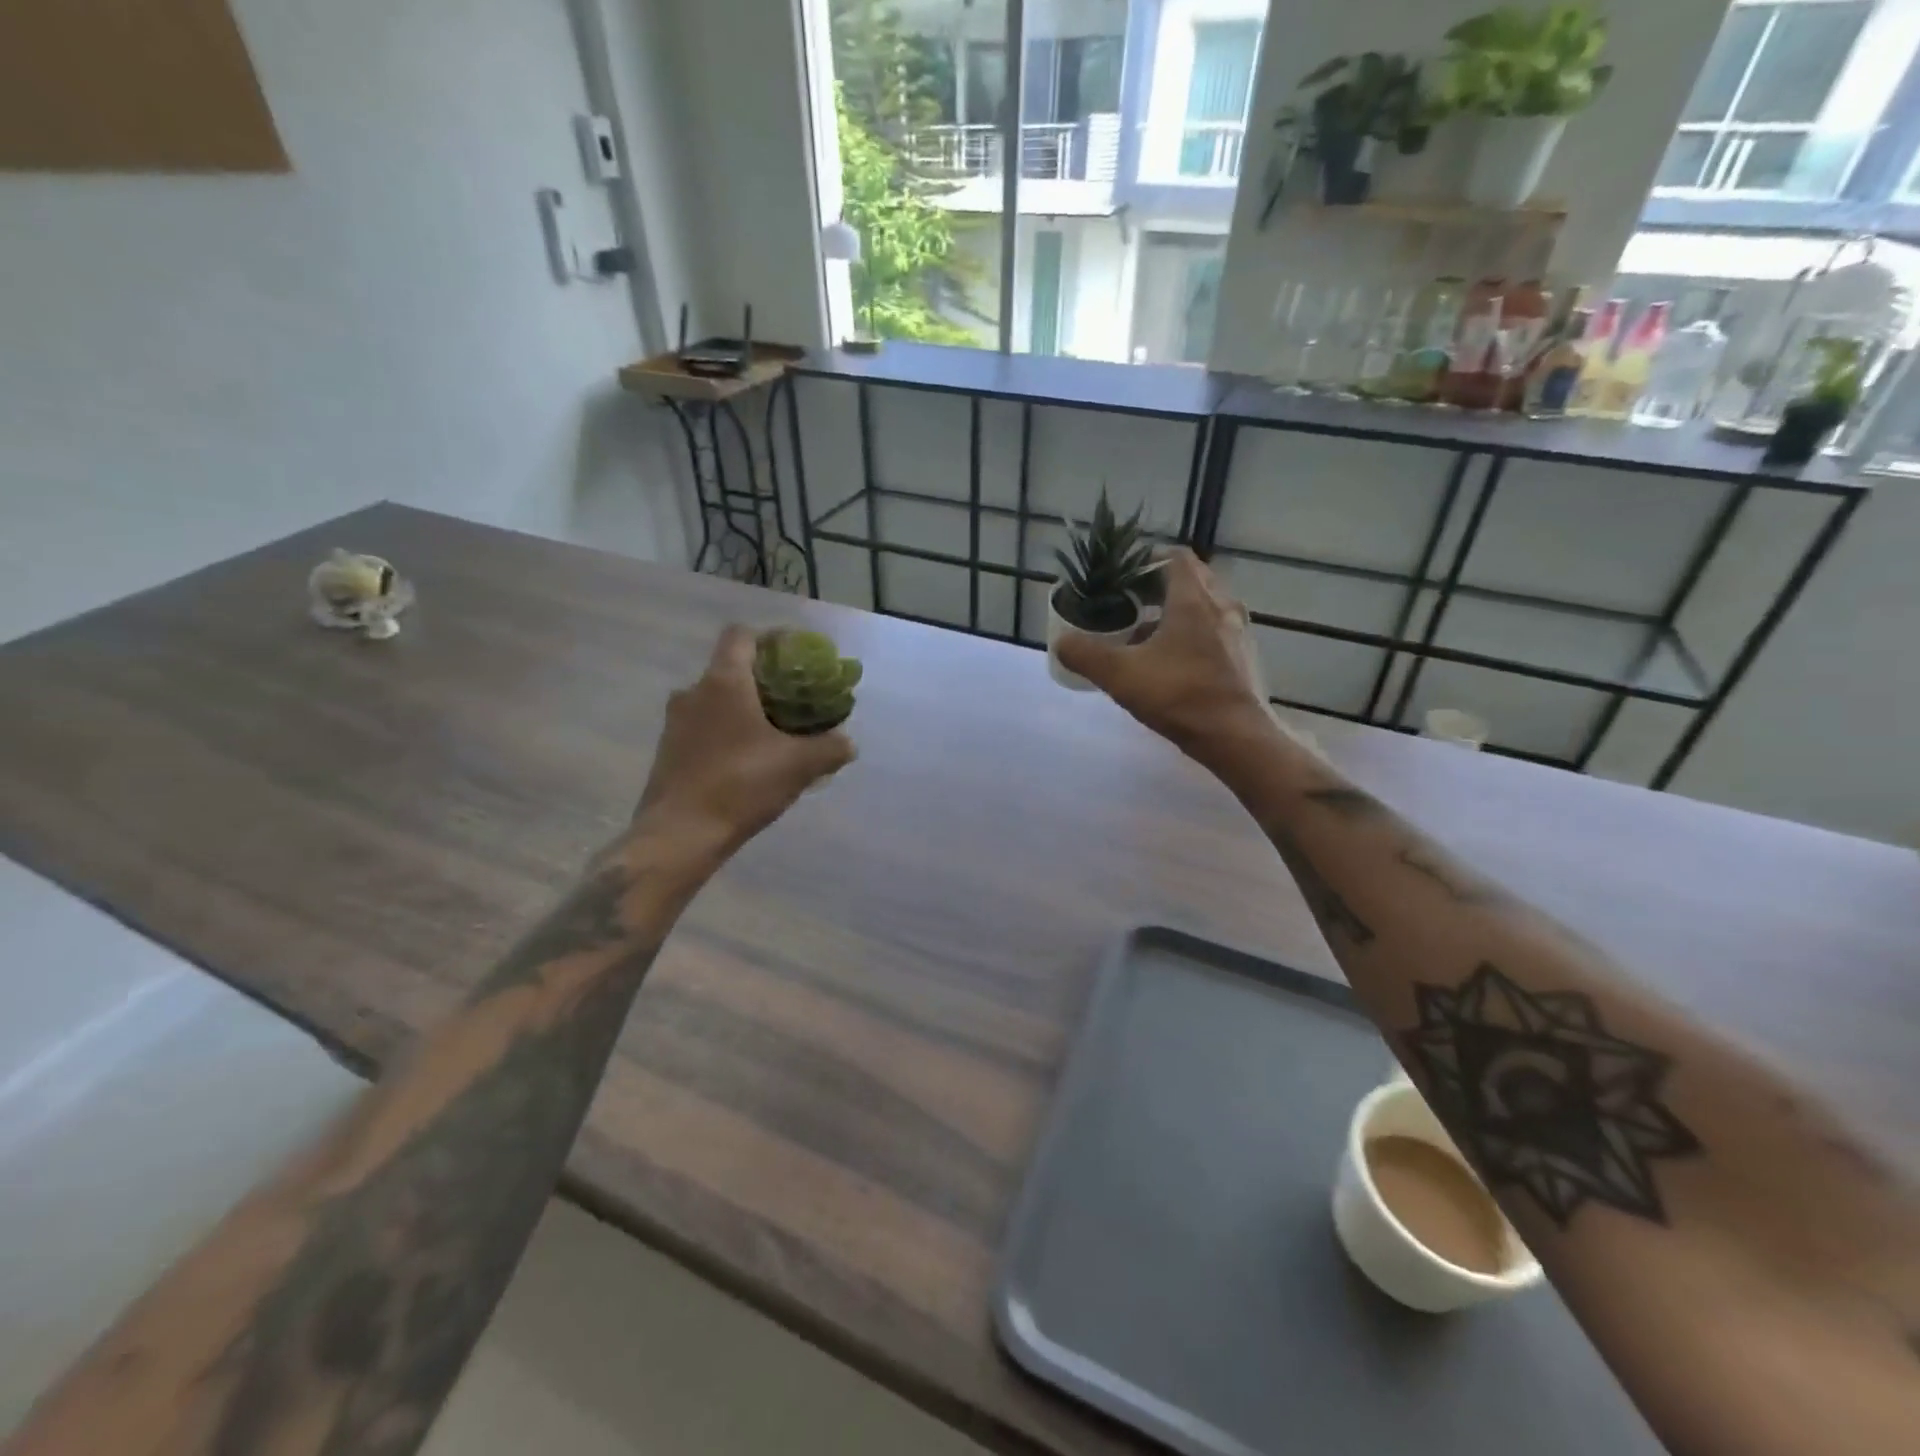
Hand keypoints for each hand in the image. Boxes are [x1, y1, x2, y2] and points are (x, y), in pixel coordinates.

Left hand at [633, 625, 855, 862]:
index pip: (741, 635)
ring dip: (742, 710)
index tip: (794, 657)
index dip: (769, 639)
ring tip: (773, 734)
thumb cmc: (740, 785)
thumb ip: (830, 748)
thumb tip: (849, 743)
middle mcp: (693, 692)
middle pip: (729, 669)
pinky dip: (726, 734)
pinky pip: (703, 728)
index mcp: (723, 682)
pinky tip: (748, 762)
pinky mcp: (668, 751)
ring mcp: (675, 723)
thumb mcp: (798, 766)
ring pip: (715, 701)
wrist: (679, 835)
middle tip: (792, 701)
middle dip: (762, 681)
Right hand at [1056, 549, 1268, 758]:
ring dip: (1174, 612)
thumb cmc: (1179, 695)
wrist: (1236, 737)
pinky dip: (1190, 635)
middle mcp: (1221, 607)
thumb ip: (1085, 655)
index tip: (1122, 576)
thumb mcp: (1120, 675)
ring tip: (1143, 632)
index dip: (1146, 561)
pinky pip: (1214, 632)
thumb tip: (1061, 642)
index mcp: (1193, 599)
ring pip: (1203, 607)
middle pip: (1191, 579)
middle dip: (1158, 586)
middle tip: (1129, 601)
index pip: (1174, 558)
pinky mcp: (1242, 658)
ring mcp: (1237, 633)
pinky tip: (1168, 661)